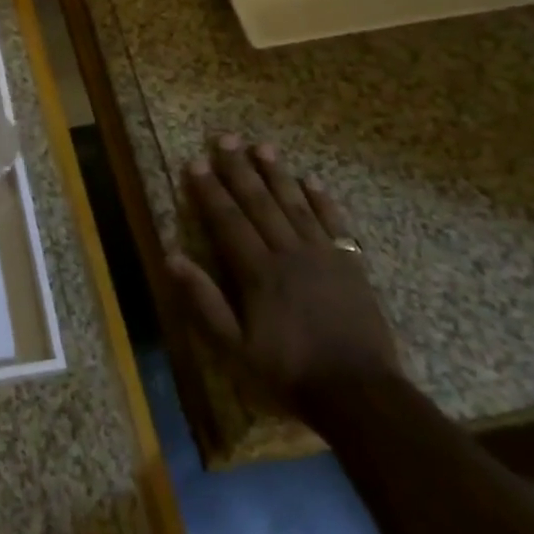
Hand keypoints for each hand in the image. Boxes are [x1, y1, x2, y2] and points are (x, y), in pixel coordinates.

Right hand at [167, 135, 401, 419]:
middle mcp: (288, 253)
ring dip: (277, 174)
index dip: (209, 190)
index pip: (227, 220)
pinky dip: (322, 200)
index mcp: (257, 272)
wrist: (362, 395)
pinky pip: (335, 223)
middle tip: (225, 138)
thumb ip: (204, 301)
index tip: (195, 162)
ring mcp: (323, 255)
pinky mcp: (351, 265)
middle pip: (259, 202)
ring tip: (262, 147)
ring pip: (295, 204)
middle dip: (239, 169)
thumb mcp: (235, 348)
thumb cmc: (290, 372)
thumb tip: (172, 257)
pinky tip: (311, 181)